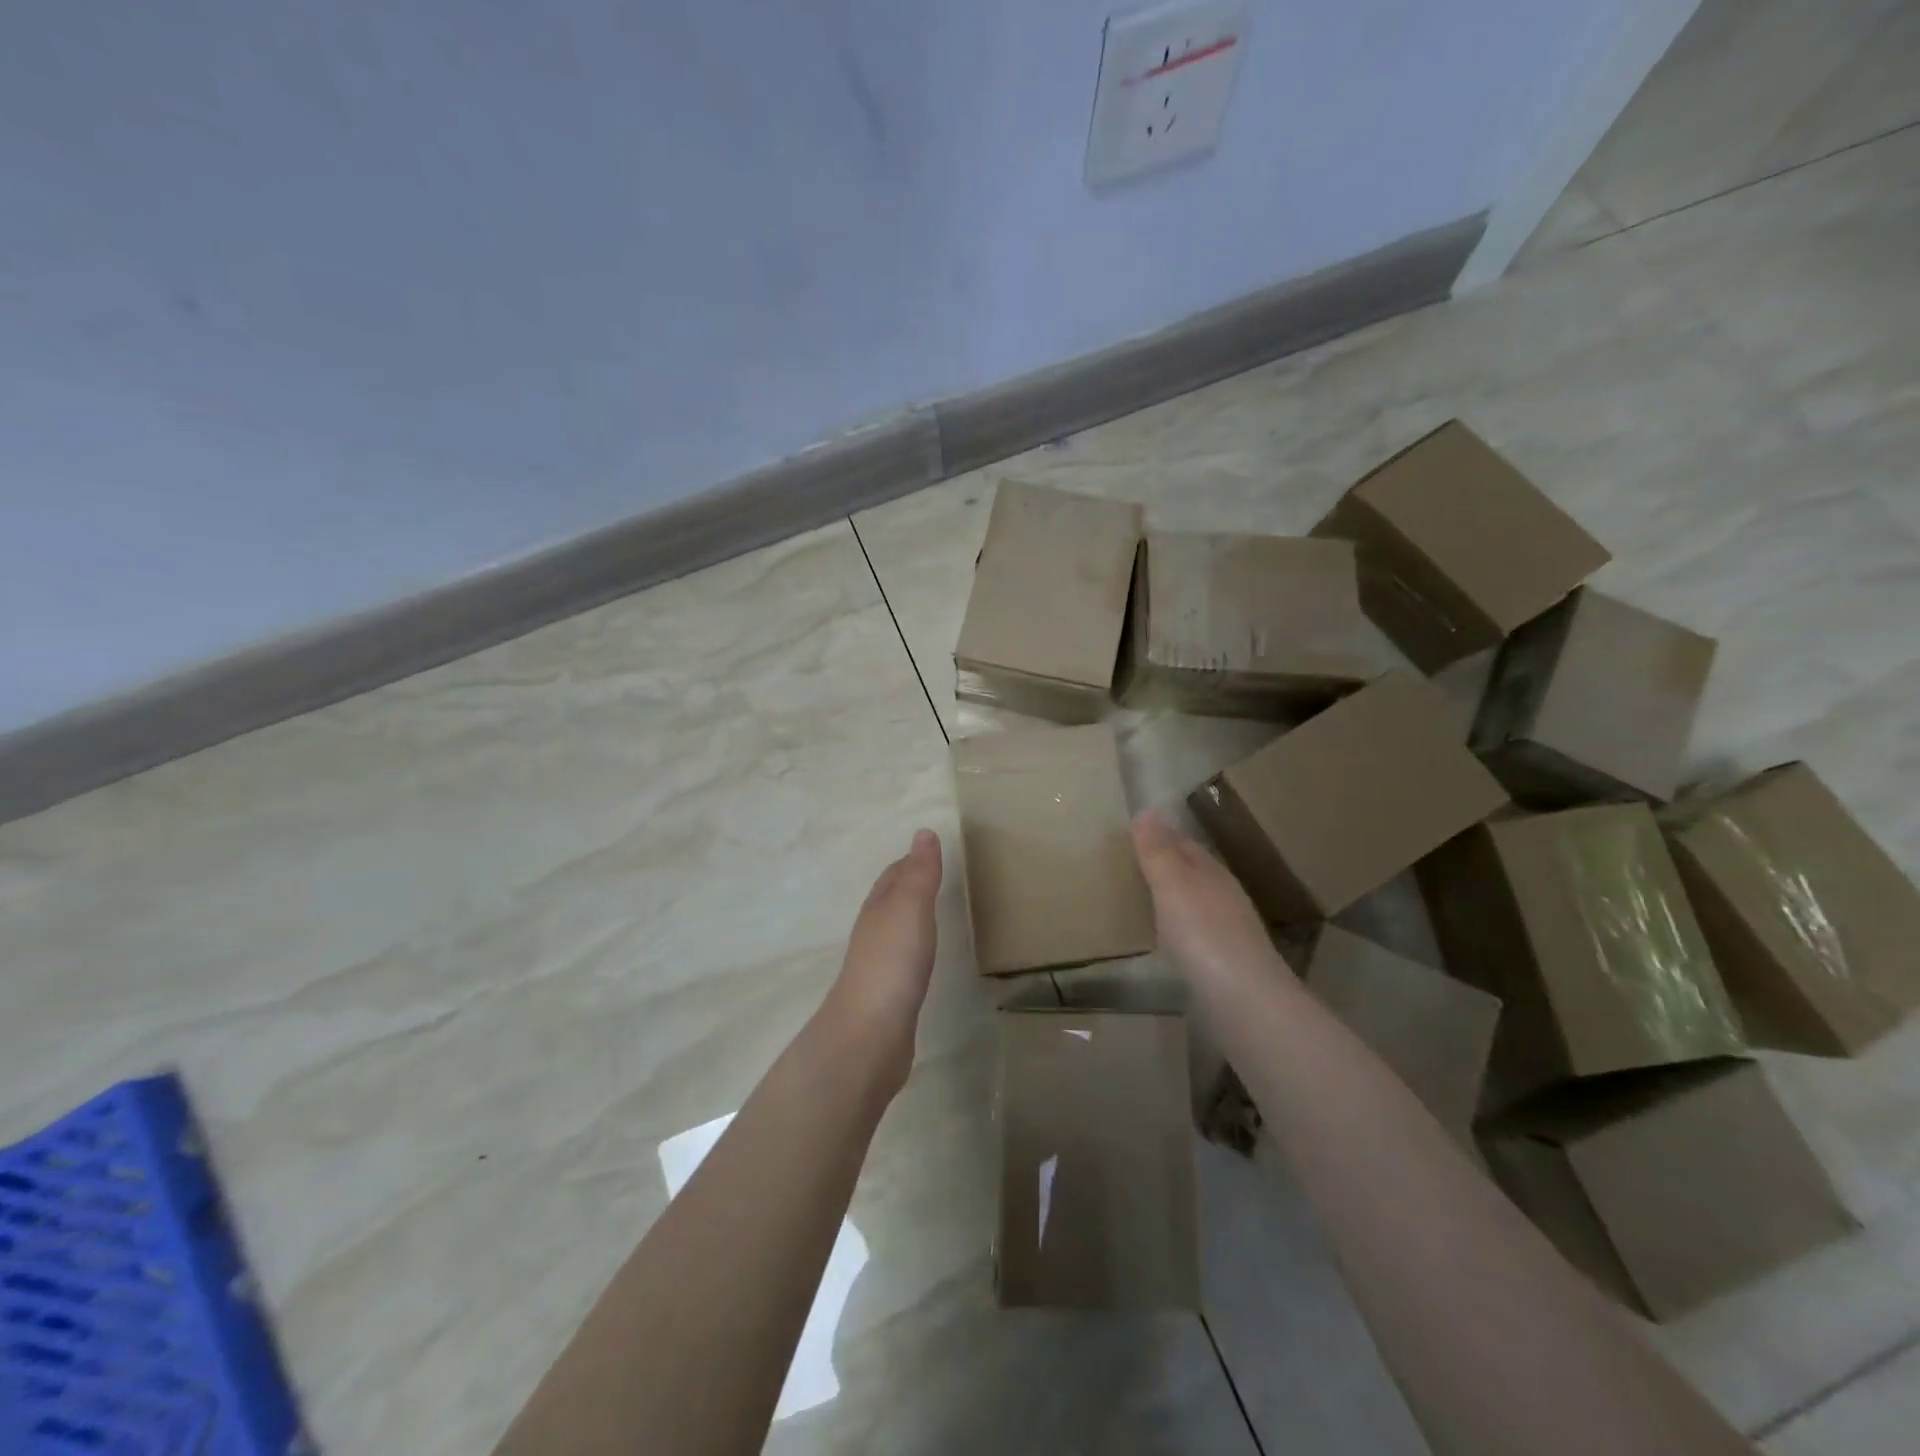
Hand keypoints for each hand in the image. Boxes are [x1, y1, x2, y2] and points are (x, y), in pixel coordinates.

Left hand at [819, 830, 942, 1095]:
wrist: (869, 1033)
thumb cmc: (892, 962)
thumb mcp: (911, 907)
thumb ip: (920, 873)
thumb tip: (923, 832)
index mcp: (878, 908)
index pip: (894, 875)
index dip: (911, 861)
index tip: (931, 852)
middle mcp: (873, 932)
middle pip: (890, 900)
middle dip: (909, 886)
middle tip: (937, 877)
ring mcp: (878, 965)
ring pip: (895, 930)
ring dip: (911, 918)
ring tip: (933, 913)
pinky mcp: (887, 995)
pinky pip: (902, 960)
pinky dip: (913, 948)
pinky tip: (923, 959)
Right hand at [1132, 811, 1286, 988]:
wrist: (1243, 1000)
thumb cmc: (1202, 934)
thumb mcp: (1172, 885)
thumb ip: (1158, 851)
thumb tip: (1147, 810)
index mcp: (1212, 873)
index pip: (1186, 844)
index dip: (1163, 834)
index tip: (1137, 829)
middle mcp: (1224, 896)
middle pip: (1194, 871)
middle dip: (1170, 863)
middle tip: (1136, 859)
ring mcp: (1228, 930)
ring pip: (1197, 901)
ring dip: (1174, 895)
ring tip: (1146, 895)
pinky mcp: (1225, 962)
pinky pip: (1196, 931)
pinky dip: (1179, 925)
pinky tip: (1168, 936)